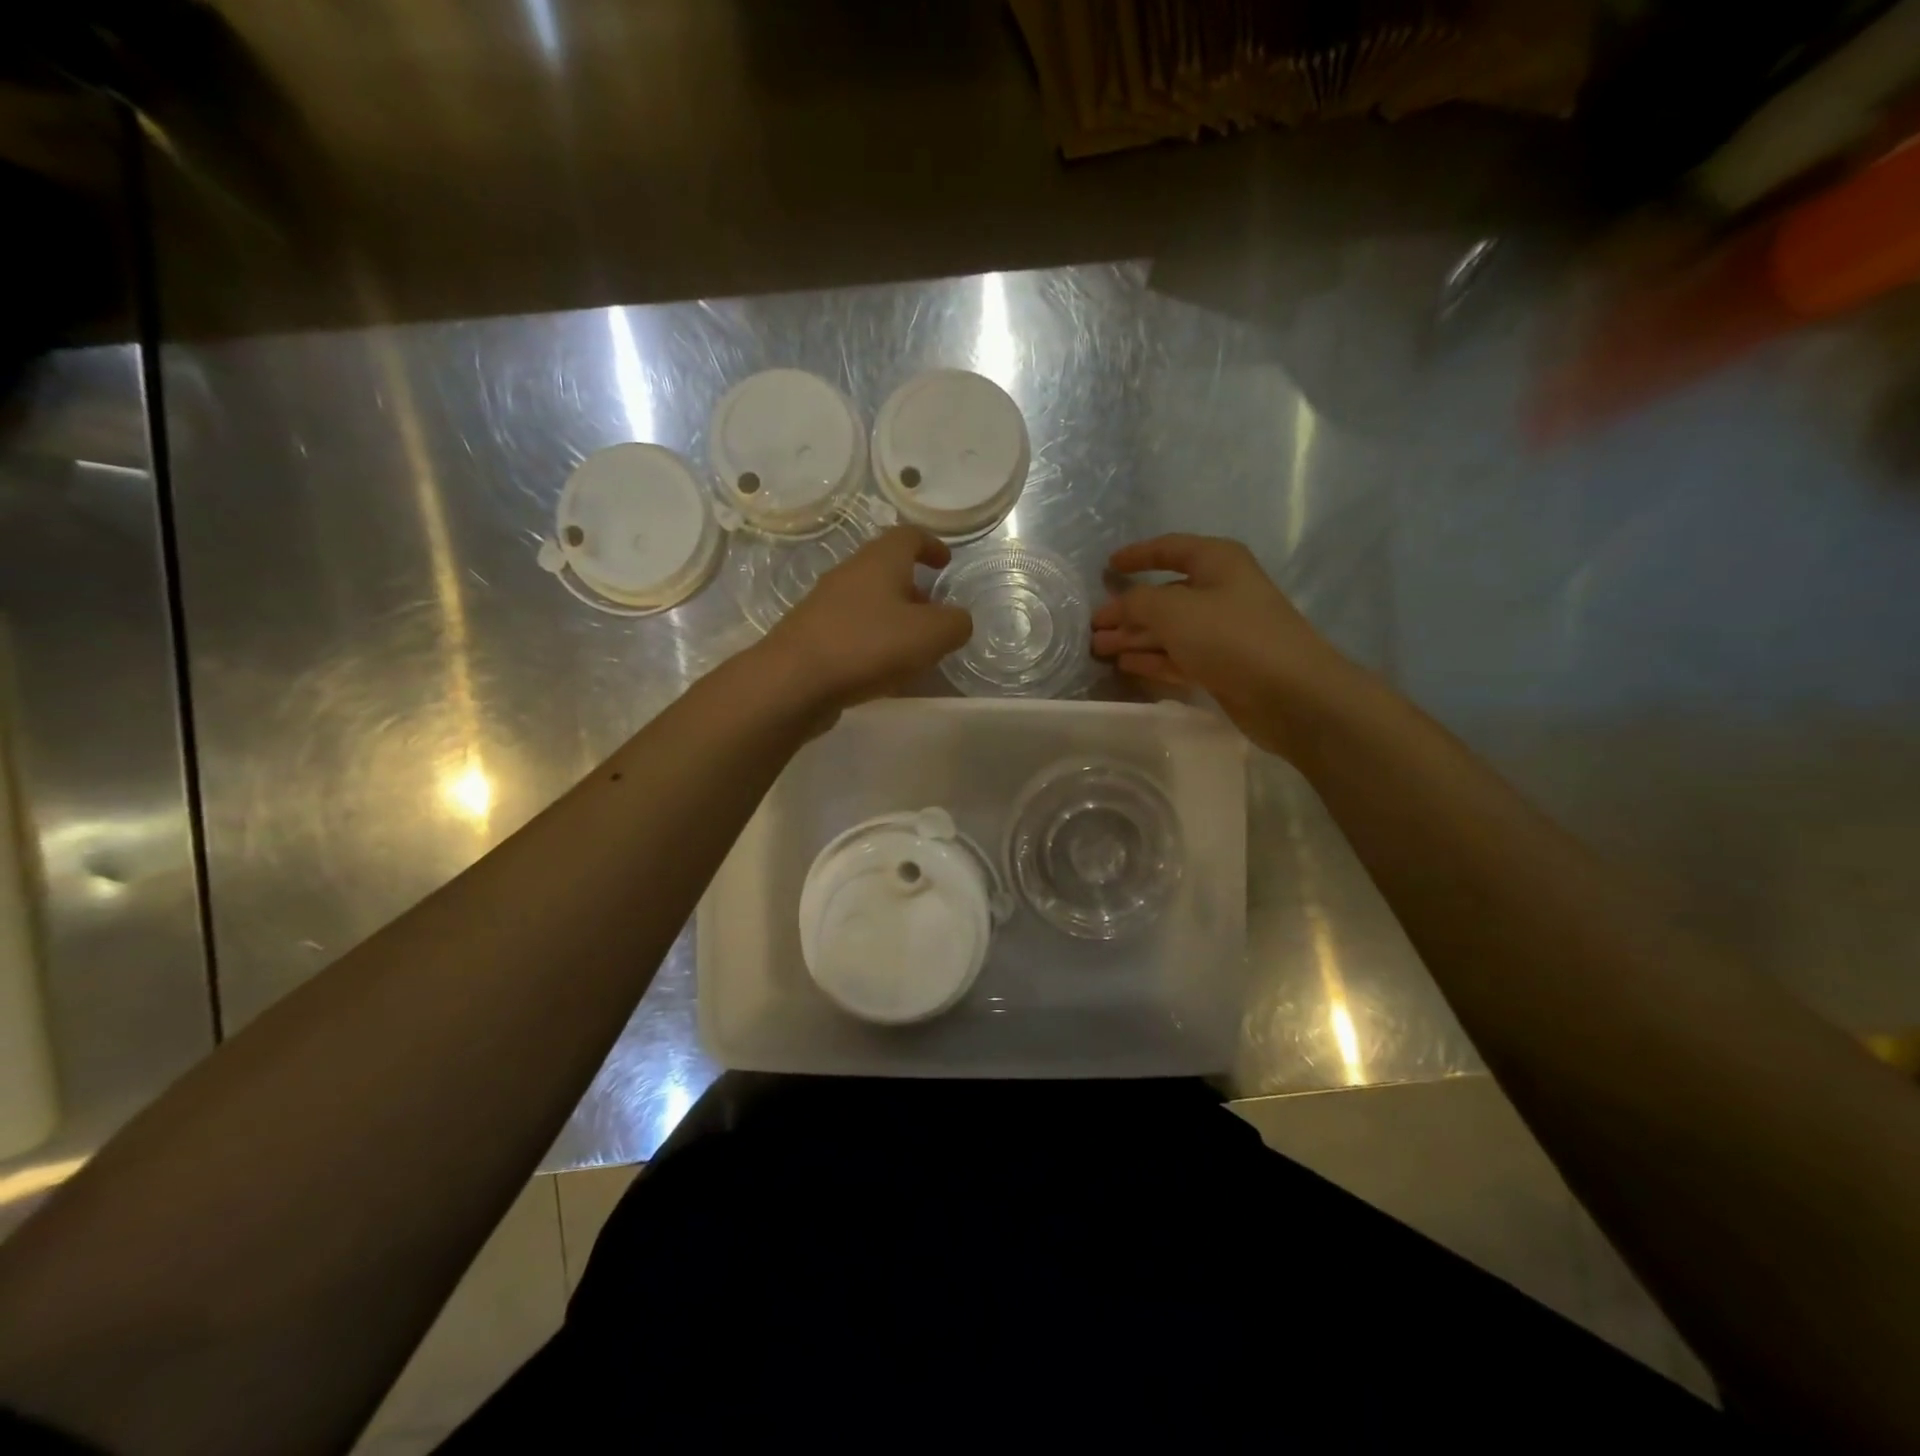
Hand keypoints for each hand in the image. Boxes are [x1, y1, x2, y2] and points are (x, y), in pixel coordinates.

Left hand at [761, 526, 972, 712]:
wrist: (792, 681)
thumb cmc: (868, 645)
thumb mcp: (931, 635)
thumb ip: (955, 623)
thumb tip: (956, 620)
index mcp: (880, 561)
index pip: (908, 536)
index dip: (931, 545)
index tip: (945, 563)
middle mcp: (849, 574)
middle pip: (886, 569)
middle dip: (913, 588)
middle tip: (933, 614)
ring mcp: (825, 605)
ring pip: (868, 601)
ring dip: (892, 617)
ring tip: (912, 649)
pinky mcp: (811, 636)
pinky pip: (851, 630)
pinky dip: (872, 640)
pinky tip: (881, 670)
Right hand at [1092, 534, 1352, 757]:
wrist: (1290, 693)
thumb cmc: (1231, 637)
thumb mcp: (1173, 610)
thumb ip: (1137, 602)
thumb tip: (1118, 607)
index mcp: (1217, 562)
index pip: (1169, 548)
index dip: (1137, 555)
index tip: (1107, 566)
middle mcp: (1221, 591)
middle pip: (1165, 595)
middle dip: (1128, 608)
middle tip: (1093, 625)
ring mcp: (1223, 632)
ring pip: (1169, 629)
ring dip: (1134, 637)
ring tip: (1099, 648)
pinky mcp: (1222, 666)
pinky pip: (1178, 656)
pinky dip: (1152, 658)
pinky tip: (1126, 664)